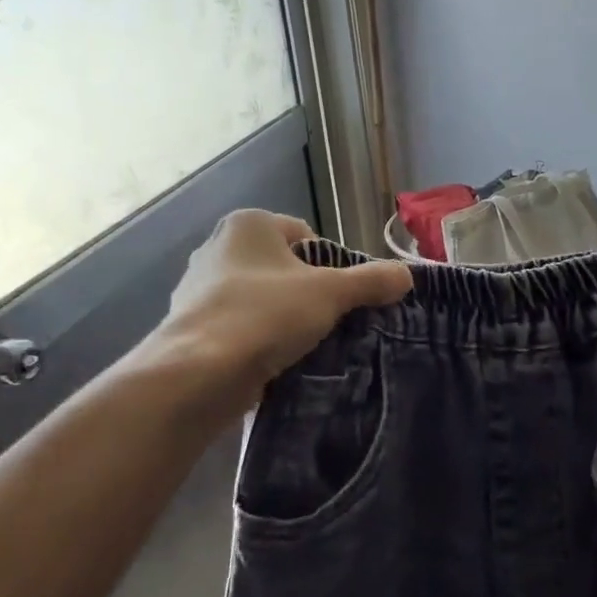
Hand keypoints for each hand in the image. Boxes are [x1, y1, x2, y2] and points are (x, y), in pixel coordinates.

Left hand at [160, 210, 411, 405]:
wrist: (197, 372)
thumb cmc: (265, 314)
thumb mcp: (331, 294)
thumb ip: (371, 281)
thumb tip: (407, 275)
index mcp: (248, 224)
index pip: (306, 236)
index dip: (331, 265)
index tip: (340, 298)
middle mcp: (217, 246)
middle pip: (282, 268)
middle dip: (306, 293)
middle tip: (327, 323)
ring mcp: (197, 288)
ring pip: (259, 298)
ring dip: (281, 318)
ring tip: (301, 347)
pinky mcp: (189, 326)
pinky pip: (237, 326)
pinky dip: (256, 340)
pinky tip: (271, 363)